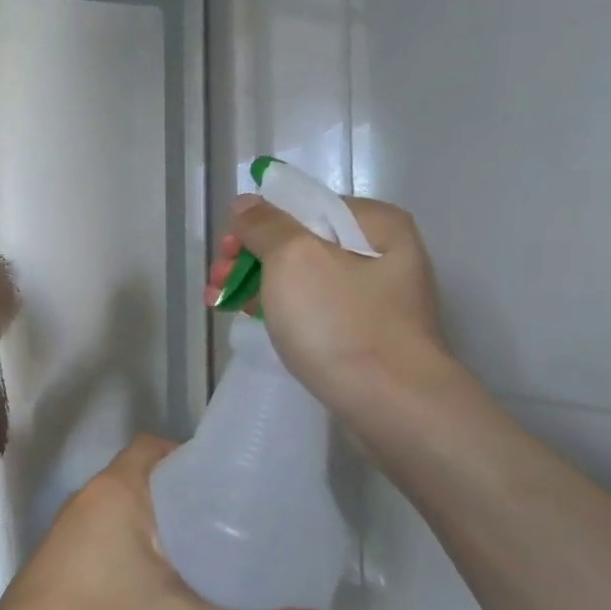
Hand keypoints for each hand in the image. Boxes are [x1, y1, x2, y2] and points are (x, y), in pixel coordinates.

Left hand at [0, 436, 334, 609]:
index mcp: (117, 492)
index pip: (159, 448)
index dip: (198, 460)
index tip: (239, 492)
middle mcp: (90, 500)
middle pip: (149, 480)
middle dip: (193, 502)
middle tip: (241, 534)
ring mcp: (71, 533)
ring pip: (131, 513)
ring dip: (168, 532)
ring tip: (217, 565)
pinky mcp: (63, 564)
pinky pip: (113, 541)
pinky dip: (144, 554)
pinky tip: (172, 596)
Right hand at [209, 194, 450, 416]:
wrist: (393, 406)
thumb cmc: (341, 323)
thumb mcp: (293, 259)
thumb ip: (264, 224)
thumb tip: (246, 203)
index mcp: (374, 222)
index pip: (300, 205)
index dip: (255, 224)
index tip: (226, 251)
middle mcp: (381, 251)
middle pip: (298, 241)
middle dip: (250, 258)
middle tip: (217, 282)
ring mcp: (375, 295)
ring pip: (301, 276)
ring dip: (256, 283)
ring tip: (219, 302)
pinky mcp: (366, 331)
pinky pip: (313, 306)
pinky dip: (279, 308)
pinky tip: (251, 318)